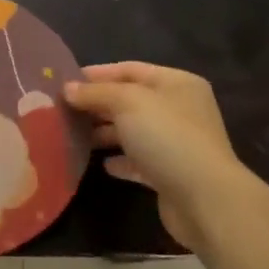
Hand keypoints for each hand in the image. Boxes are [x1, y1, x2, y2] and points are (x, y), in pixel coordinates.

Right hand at [64, 62, 248, 251]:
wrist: (204, 199)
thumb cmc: (167, 137)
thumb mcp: (127, 103)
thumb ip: (96, 93)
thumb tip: (68, 88)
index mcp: (176, 83)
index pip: (130, 69)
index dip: (97, 74)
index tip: (65, 82)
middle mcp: (180, 109)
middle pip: (131, 100)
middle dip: (98, 104)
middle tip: (63, 110)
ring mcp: (177, 143)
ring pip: (133, 131)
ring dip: (105, 133)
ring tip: (73, 136)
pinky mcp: (170, 174)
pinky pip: (139, 161)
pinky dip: (120, 160)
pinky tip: (101, 164)